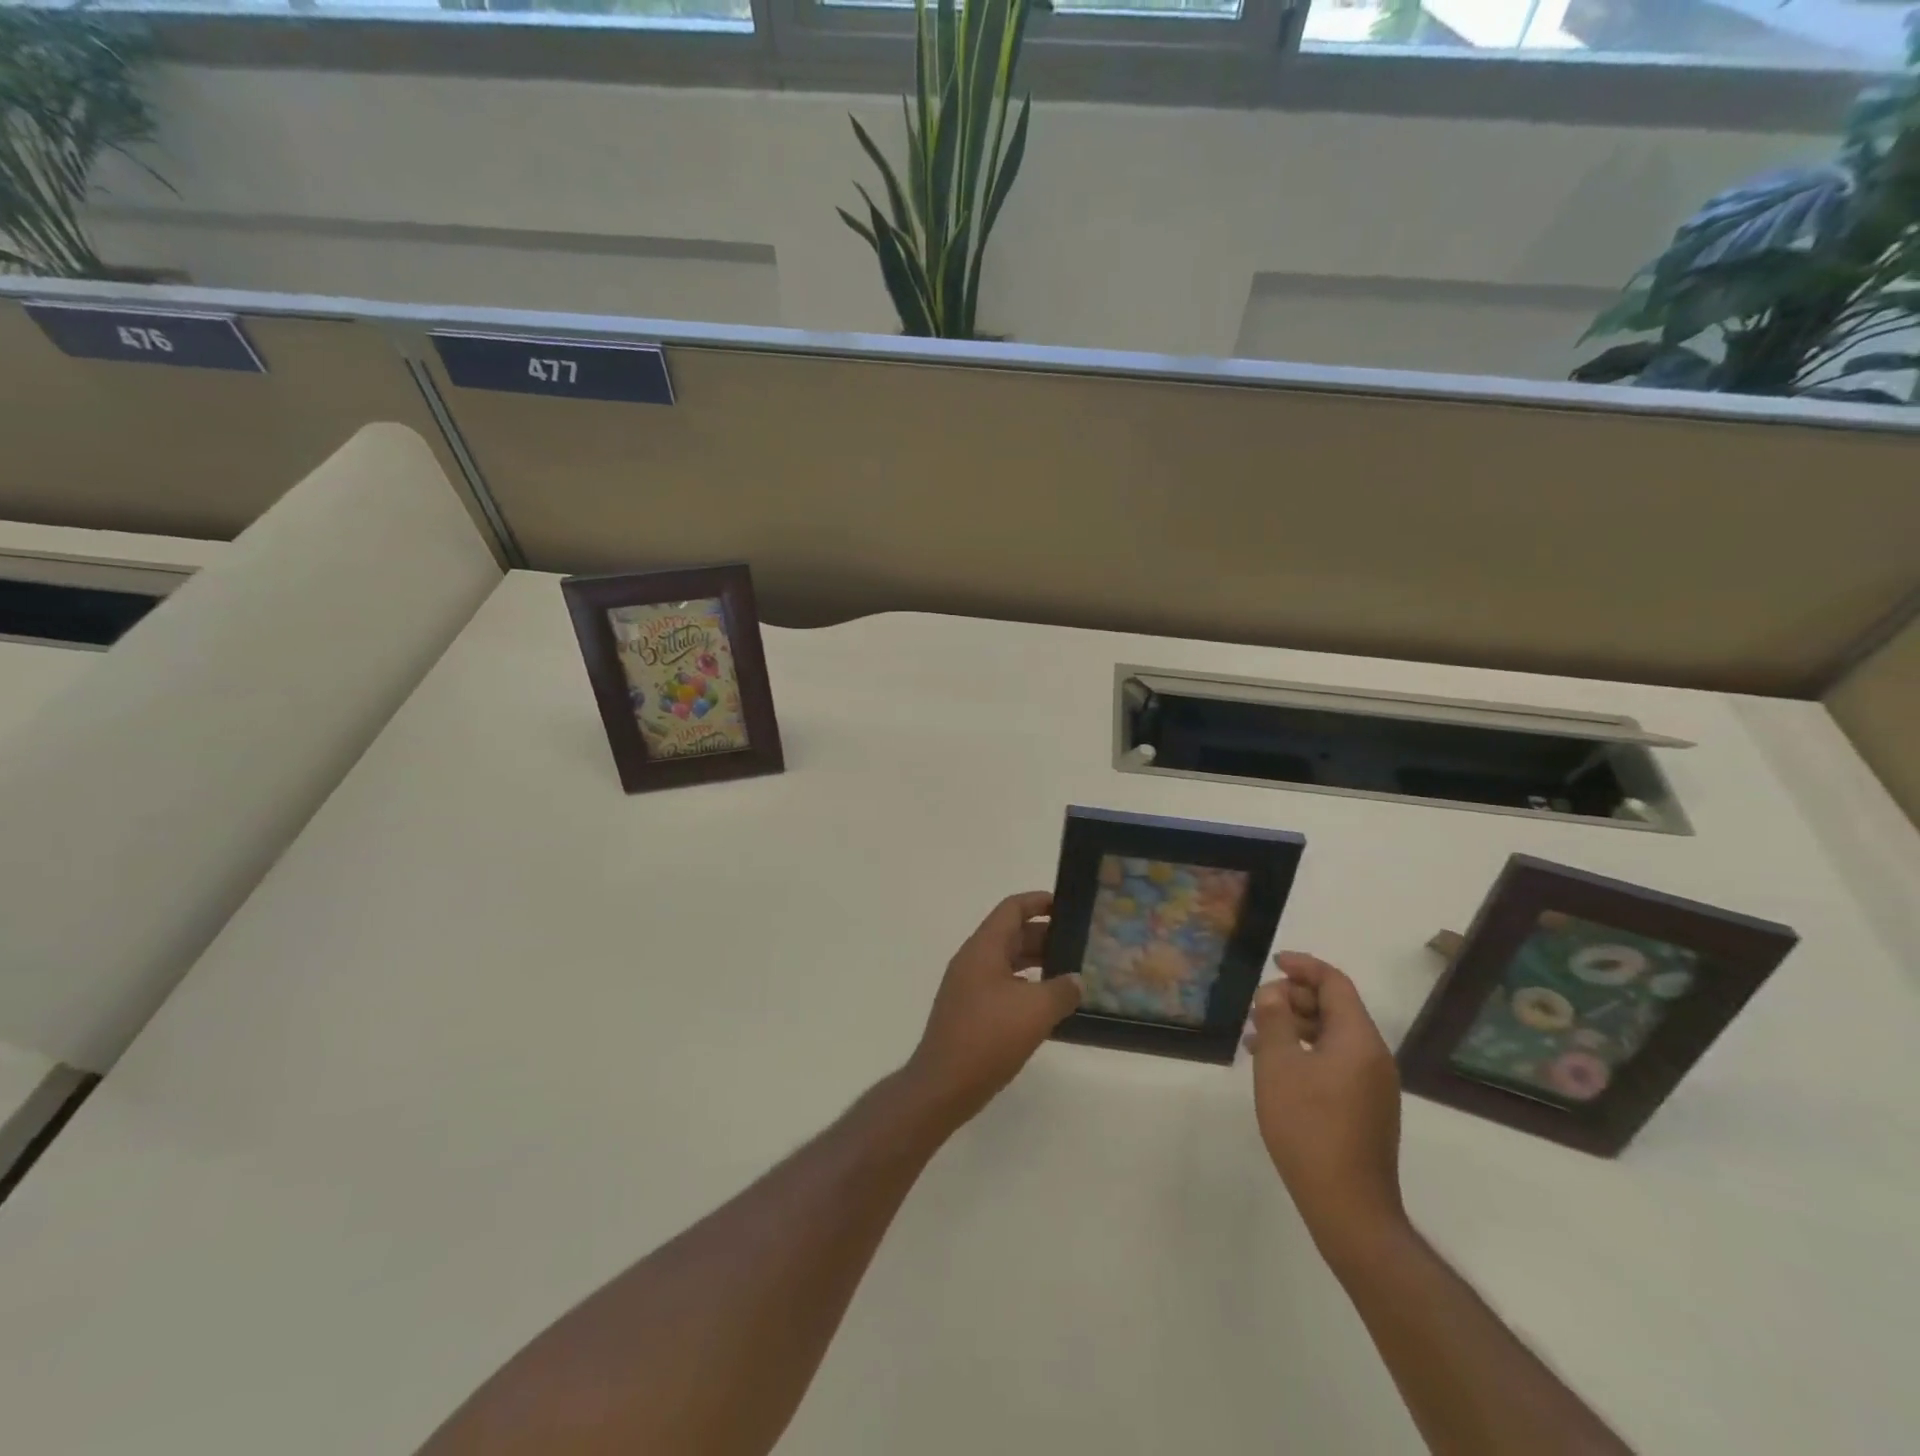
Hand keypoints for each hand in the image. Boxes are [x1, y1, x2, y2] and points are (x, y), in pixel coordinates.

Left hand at [904, 892, 1081, 1129]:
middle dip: (1045, 935)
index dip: (1039, 902)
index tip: (1068, 906)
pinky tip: (1048, 1005)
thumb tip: (1076, 981)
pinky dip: (1026, 987)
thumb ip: (1062, 990)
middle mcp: (973, 960)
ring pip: (1007, 962)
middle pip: (1011, 934)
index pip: (1012, 909)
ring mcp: (969, 987)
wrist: (944, 1084)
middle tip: (1079, 943)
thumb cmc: (988, 1037)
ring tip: (1071, 973)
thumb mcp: (1036, 1010)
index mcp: (984, 948)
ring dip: (1037, 963)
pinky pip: (1003, 986)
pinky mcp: (970, 1011)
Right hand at [1247, 952, 1405, 1262]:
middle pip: (1336, 1008)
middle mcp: (1374, 1056)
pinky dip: (1306, 1052)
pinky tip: (1276, 1069)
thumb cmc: (1308, 1126)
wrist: (1348, 1206)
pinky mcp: (1366, 1108)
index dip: (1304, 966)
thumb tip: (1275, 993)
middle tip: (1259, 1006)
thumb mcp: (1278, 1065)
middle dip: (1295, 998)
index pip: (1335, 983)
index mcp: (1358, 1039)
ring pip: (1333, 1037)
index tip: (1273, 963)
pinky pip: (1336, 1062)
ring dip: (1296, 1027)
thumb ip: (1274, 1019)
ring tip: (1256, 1037)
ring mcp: (1373, 1085)